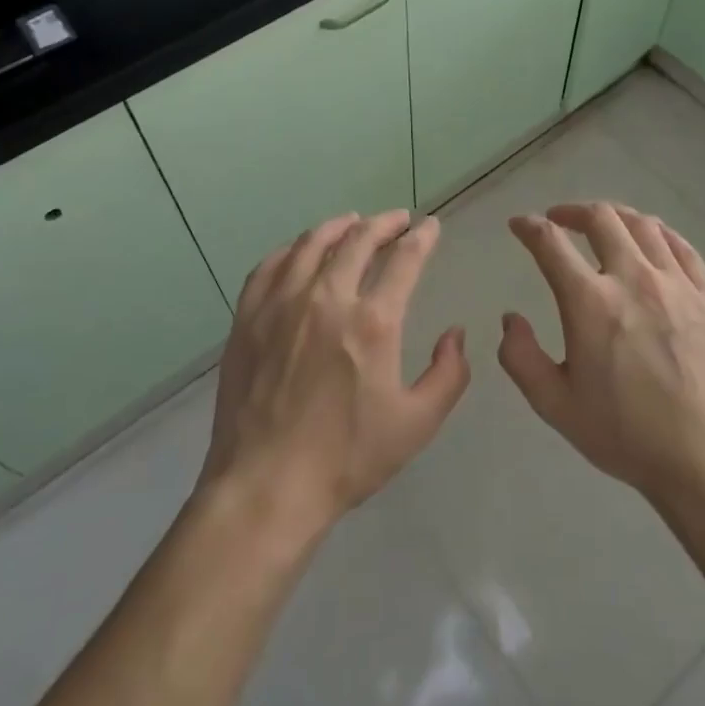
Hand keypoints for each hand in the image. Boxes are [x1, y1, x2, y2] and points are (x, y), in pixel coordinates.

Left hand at [199, 211, 469, 545]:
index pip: (404, 259)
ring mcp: (281, 303)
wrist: (266, 485)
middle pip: (358, 239)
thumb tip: (456, 335)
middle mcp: (326, 298)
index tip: (430, 225)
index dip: (422, 237)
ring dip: (338, 227)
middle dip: (384, 223)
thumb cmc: (347, 458)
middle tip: (397, 219)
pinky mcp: (248, 317)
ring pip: (311, 243)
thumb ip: (448, 375)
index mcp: (373, 321)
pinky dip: (291, 249)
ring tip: (353, 223)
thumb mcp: (416, 425)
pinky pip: (270, 265)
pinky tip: (299, 251)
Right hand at [500, 202, 704, 506]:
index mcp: (589, 302)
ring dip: (615, 216)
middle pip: (601, 219)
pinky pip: (683, 248)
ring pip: (643, 225)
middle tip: (559, 220)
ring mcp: (676, 284)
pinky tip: (653, 239)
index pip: (551, 243)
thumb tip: (511, 319)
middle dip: (572, 211)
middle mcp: (632, 278)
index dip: (529, 227)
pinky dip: (660, 233)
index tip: (519, 225)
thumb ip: (521, 357)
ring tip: (604, 224)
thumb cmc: (625, 434)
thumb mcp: (555, 405)